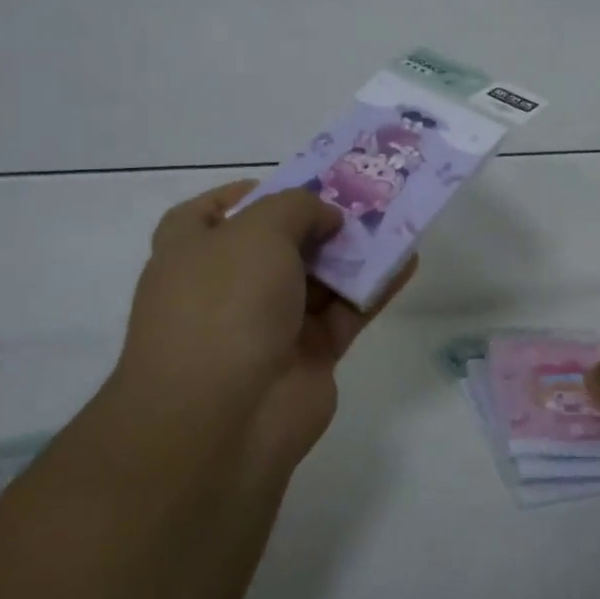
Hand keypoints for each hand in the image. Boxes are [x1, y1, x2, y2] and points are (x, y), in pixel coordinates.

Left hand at [109, 180, 414, 472]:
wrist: (224, 419)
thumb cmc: (225, 303)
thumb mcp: (258, 231)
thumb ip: (298, 208)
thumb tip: (325, 218)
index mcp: (191, 252)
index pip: (216, 211)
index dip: (256, 191)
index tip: (301, 180)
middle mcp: (225, 285)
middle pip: (278, 243)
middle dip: (319, 219)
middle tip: (365, 195)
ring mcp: (267, 323)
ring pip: (318, 277)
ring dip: (354, 251)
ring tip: (397, 218)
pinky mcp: (308, 355)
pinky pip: (346, 311)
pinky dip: (374, 287)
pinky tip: (408, 260)